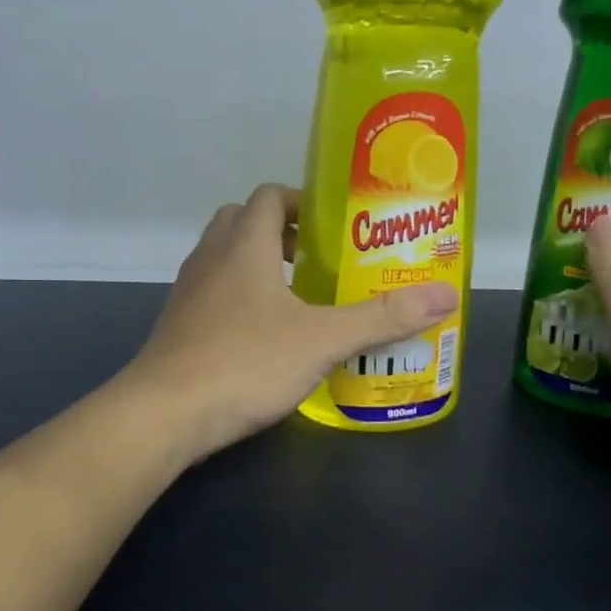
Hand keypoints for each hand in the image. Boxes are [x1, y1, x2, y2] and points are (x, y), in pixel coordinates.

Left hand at [123, 183, 459, 457]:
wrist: (163, 414)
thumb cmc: (245, 362)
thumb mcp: (323, 340)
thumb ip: (383, 318)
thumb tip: (447, 296)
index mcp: (244, 245)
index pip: (268, 196)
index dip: (300, 201)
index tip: (332, 224)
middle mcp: (210, 259)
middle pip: (240, 221)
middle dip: (278, 231)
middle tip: (315, 259)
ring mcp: (187, 294)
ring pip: (222, 258)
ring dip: (255, 265)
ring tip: (295, 297)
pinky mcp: (177, 327)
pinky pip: (211, 294)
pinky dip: (237, 299)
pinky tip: (263, 336)